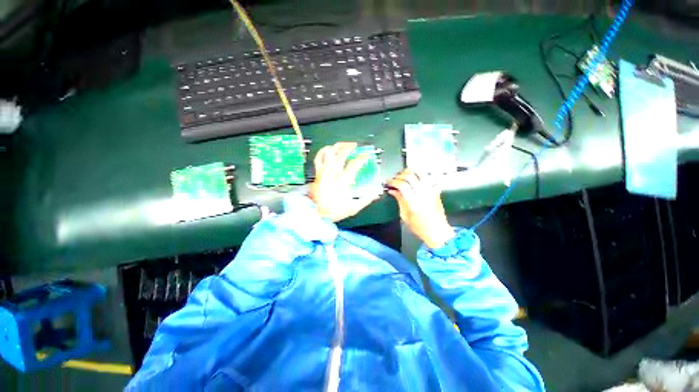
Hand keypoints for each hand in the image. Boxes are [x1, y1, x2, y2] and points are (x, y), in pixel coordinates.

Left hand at [308, 142, 378, 221]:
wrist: (316, 213)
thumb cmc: (334, 210)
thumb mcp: (353, 207)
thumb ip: (365, 200)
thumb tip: (376, 194)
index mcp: (343, 180)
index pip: (355, 164)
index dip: (362, 158)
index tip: (367, 156)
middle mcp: (333, 173)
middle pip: (341, 154)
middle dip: (349, 147)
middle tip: (355, 146)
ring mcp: (323, 171)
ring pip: (329, 153)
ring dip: (336, 146)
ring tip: (343, 144)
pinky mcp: (317, 173)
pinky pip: (318, 158)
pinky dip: (323, 151)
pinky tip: (328, 149)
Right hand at [387, 170, 454, 248]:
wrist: (438, 231)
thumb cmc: (419, 227)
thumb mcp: (405, 216)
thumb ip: (399, 200)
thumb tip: (392, 190)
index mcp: (414, 203)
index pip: (402, 185)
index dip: (393, 181)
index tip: (388, 182)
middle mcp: (424, 194)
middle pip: (410, 176)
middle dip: (399, 175)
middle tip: (394, 179)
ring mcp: (431, 191)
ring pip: (420, 173)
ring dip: (410, 172)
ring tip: (403, 176)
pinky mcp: (436, 190)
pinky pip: (428, 177)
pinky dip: (420, 175)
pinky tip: (414, 178)